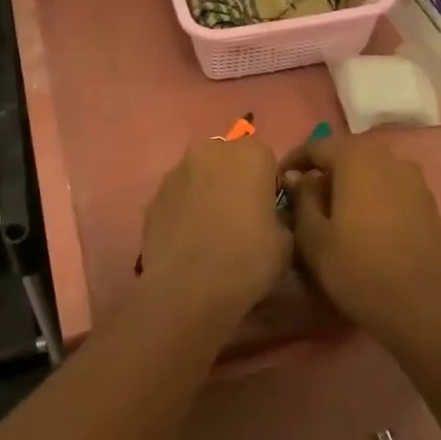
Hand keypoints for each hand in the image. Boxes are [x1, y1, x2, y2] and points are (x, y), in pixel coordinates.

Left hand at [139, 138, 291, 315]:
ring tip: (211, 230)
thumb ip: (279, 213)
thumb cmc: (246, 259)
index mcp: (251, 154)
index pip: (266, 159)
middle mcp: (212, 150)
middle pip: (230, 159)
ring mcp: (178, 170)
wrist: (187, 289)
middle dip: (235, 180)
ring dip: (208, 191)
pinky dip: (186, 208)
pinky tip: (189, 238)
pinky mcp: (155, 194)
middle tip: (240, 217)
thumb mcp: (285, 240)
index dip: (267, 185)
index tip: (267, 211)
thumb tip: (268, 213)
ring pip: (201, 174)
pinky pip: (179, 195)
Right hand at [283, 134, 440, 346]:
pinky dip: (371, 194)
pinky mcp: (427, 200)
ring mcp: (413, 178)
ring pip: (370, 170)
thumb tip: (297, 178)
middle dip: (323, 171)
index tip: (279, 181)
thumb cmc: (357, 270)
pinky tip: (363, 222)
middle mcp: (388, 158)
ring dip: (348, 183)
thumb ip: (302, 199)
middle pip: (346, 155)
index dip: (294, 160)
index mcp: (357, 159)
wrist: (420, 307)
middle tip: (303, 198)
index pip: (317, 146)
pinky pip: (390, 186)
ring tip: (332, 211)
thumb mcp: (313, 237)